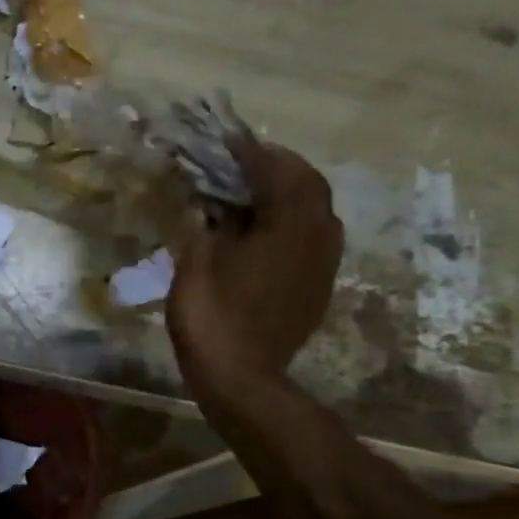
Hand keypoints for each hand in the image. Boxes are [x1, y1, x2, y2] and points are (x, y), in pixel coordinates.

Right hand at [169, 137, 342, 397]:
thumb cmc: (212, 316)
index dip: (249, 152)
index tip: (227, 139)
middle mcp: (318, 234)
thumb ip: (203, 223)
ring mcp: (323, 263)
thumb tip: (206, 201)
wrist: (241, 378)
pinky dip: (291, 224)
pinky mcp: (317, 287)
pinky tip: (265, 233)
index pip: (275, 169)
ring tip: (254, 194)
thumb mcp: (194, 262)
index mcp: (288, 222)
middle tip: (244, 163)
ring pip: (315, 211)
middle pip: (307, 184)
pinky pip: (311, 239)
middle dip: (277, 167)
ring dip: (288, 195)